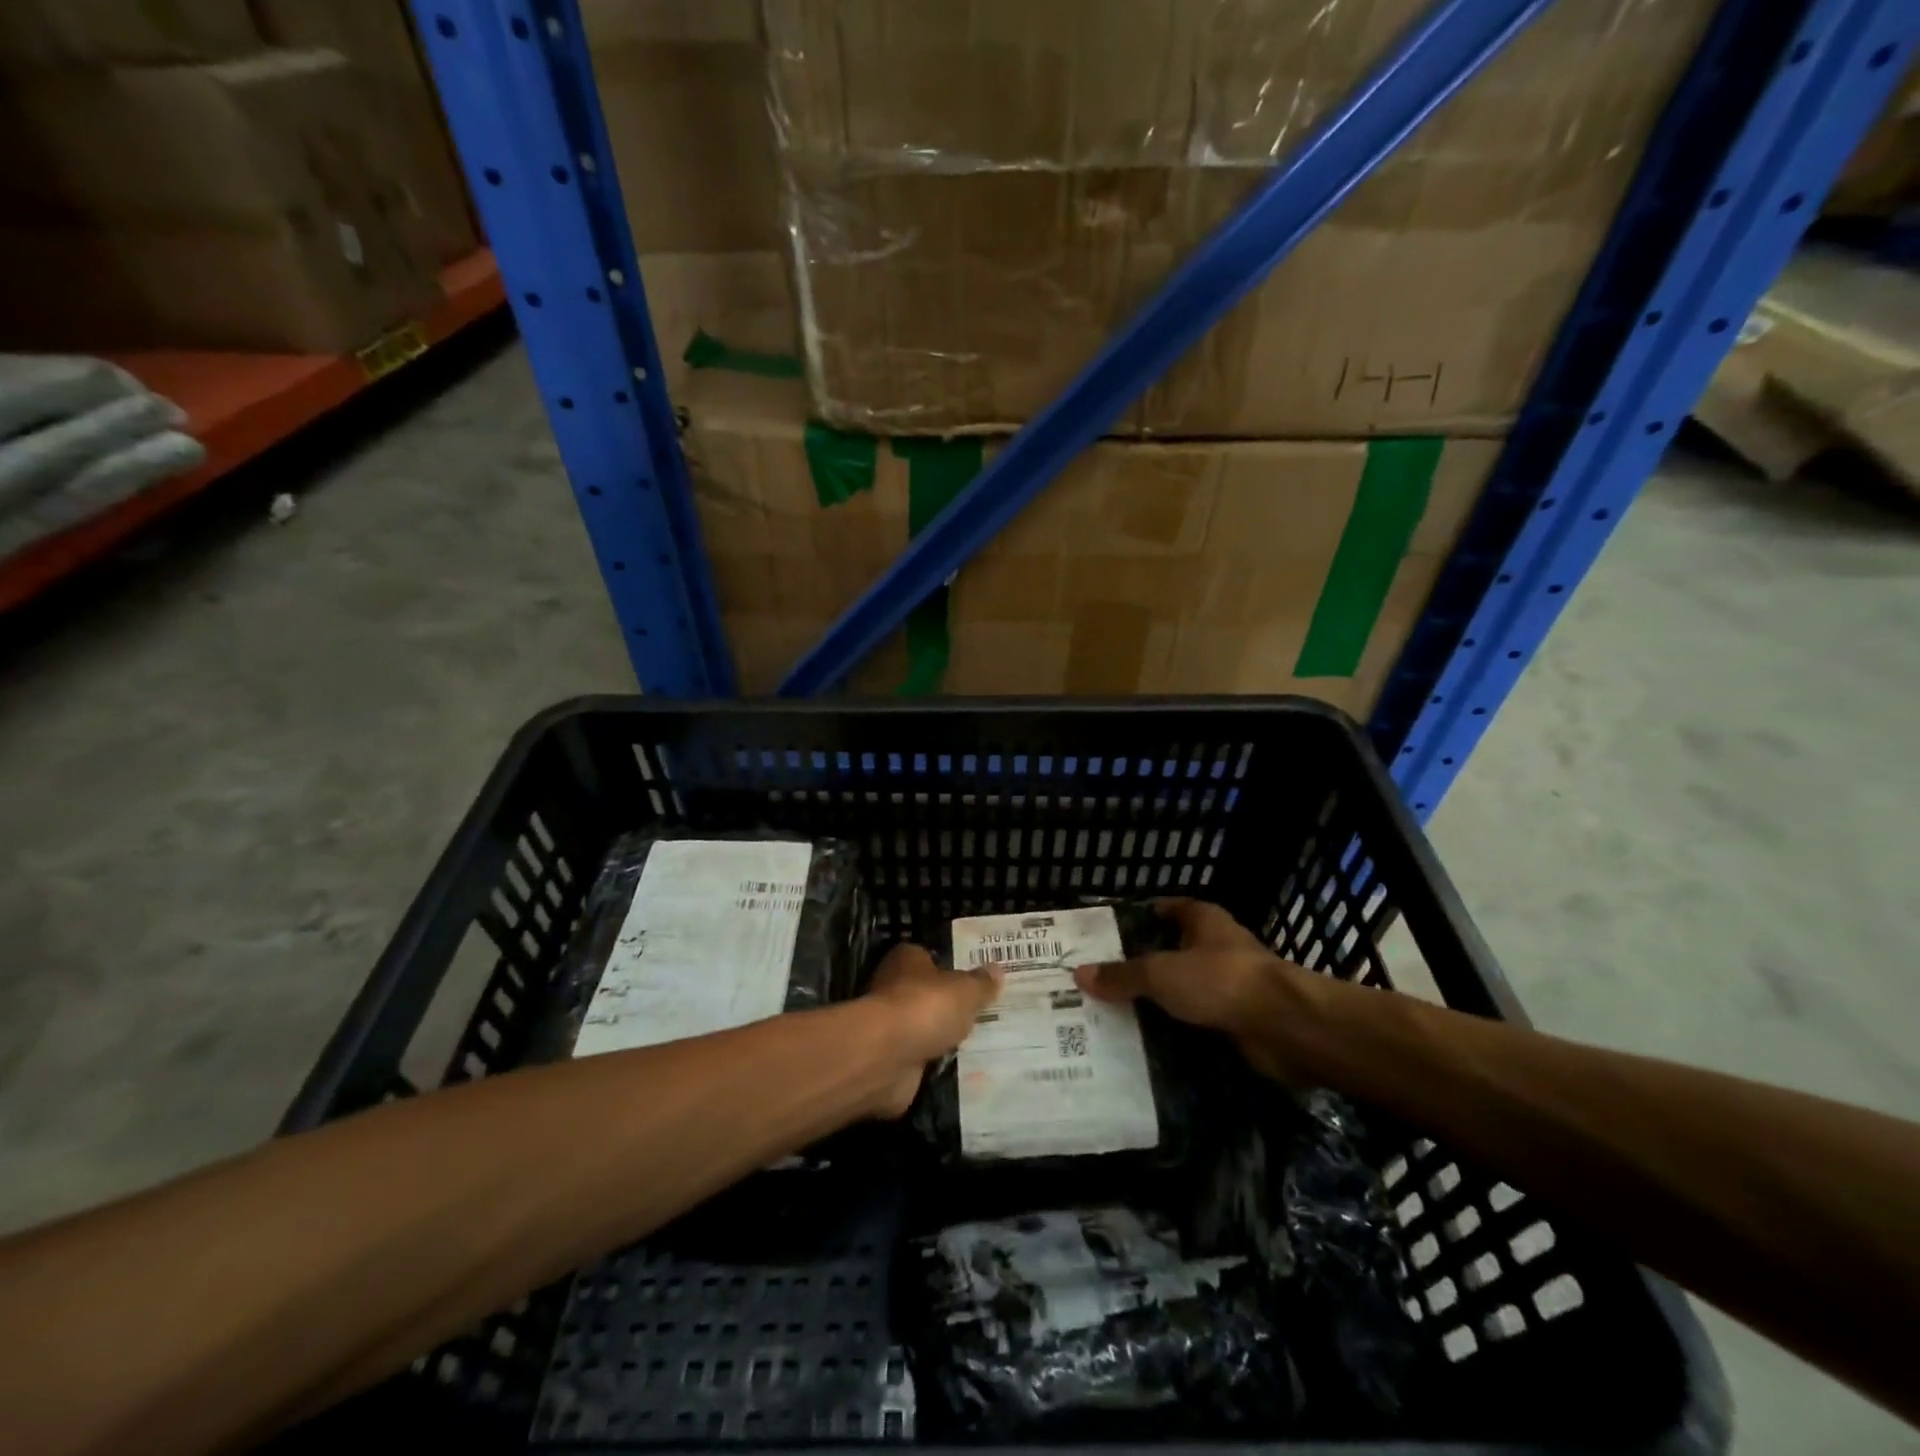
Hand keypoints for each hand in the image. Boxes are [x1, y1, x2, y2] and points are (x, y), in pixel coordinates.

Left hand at [862, 942, 1001, 1116]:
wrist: (886, 1056)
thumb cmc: (925, 1007)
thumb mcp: (966, 991)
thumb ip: (981, 983)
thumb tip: (997, 970)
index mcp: (907, 959)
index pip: (930, 957)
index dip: (952, 967)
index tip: (976, 981)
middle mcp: (893, 987)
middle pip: (927, 993)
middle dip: (949, 1004)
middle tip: (984, 1013)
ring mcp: (890, 1025)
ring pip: (923, 1027)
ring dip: (941, 1036)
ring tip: (979, 1043)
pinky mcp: (889, 1059)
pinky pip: (919, 1058)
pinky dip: (933, 1063)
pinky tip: (960, 1069)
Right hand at [1073, 898, 1306, 1082]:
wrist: (1284, 1027)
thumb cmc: (1221, 980)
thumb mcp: (1160, 973)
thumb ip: (1122, 975)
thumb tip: (1080, 974)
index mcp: (1204, 921)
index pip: (1167, 909)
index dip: (1141, 917)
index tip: (1108, 936)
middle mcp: (1219, 947)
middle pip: (1173, 951)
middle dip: (1143, 966)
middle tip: (1103, 982)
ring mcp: (1232, 985)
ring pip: (1186, 990)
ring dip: (1161, 1002)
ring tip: (1117, 1015)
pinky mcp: (1239, 1020)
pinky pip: (1198, 1022)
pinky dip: (1178, 1031)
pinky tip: (1149, 1044)